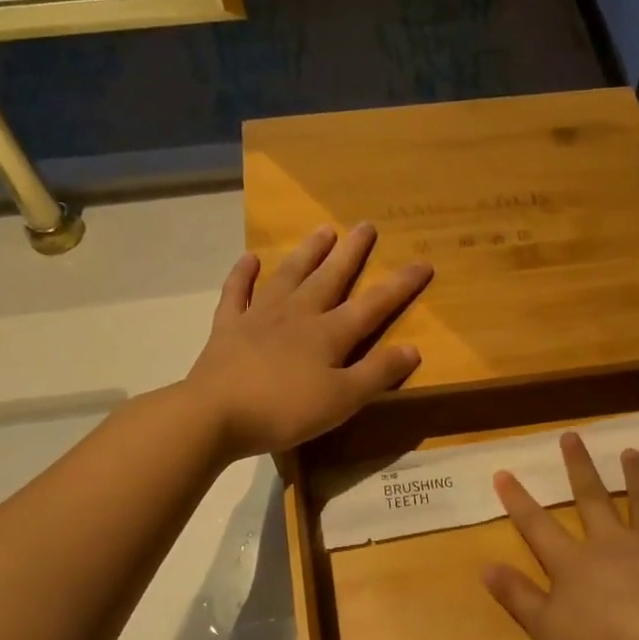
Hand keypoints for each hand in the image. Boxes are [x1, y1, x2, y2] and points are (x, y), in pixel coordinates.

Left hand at [185, 223, 432, 459]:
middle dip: (351, 253)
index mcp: (329, 334)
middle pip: (330, 278)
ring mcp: (260, 317)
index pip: (373, 305)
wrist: (216, 414)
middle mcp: (298, 315)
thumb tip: (413, 348)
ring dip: (307, 253)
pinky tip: (250, 259)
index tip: (423, 262)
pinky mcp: (228, 327)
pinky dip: (244, 274)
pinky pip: (237, 293)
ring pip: (289, 276)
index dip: (400, 284)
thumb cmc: (285, 411)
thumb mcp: (342, 400)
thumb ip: (377, 373)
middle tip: (366, 225)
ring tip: (323, 230)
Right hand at [482, 432, 638, 639]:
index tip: (503, 472)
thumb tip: (486, 567)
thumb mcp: (546, 628)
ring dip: (636, 476)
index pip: (537, 525)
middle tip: (572, 436)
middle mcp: (611, 542)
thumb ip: (518, 596)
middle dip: (579, 466)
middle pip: (591, 498)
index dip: (518, 500)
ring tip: (631, 452)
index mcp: (572, 561)